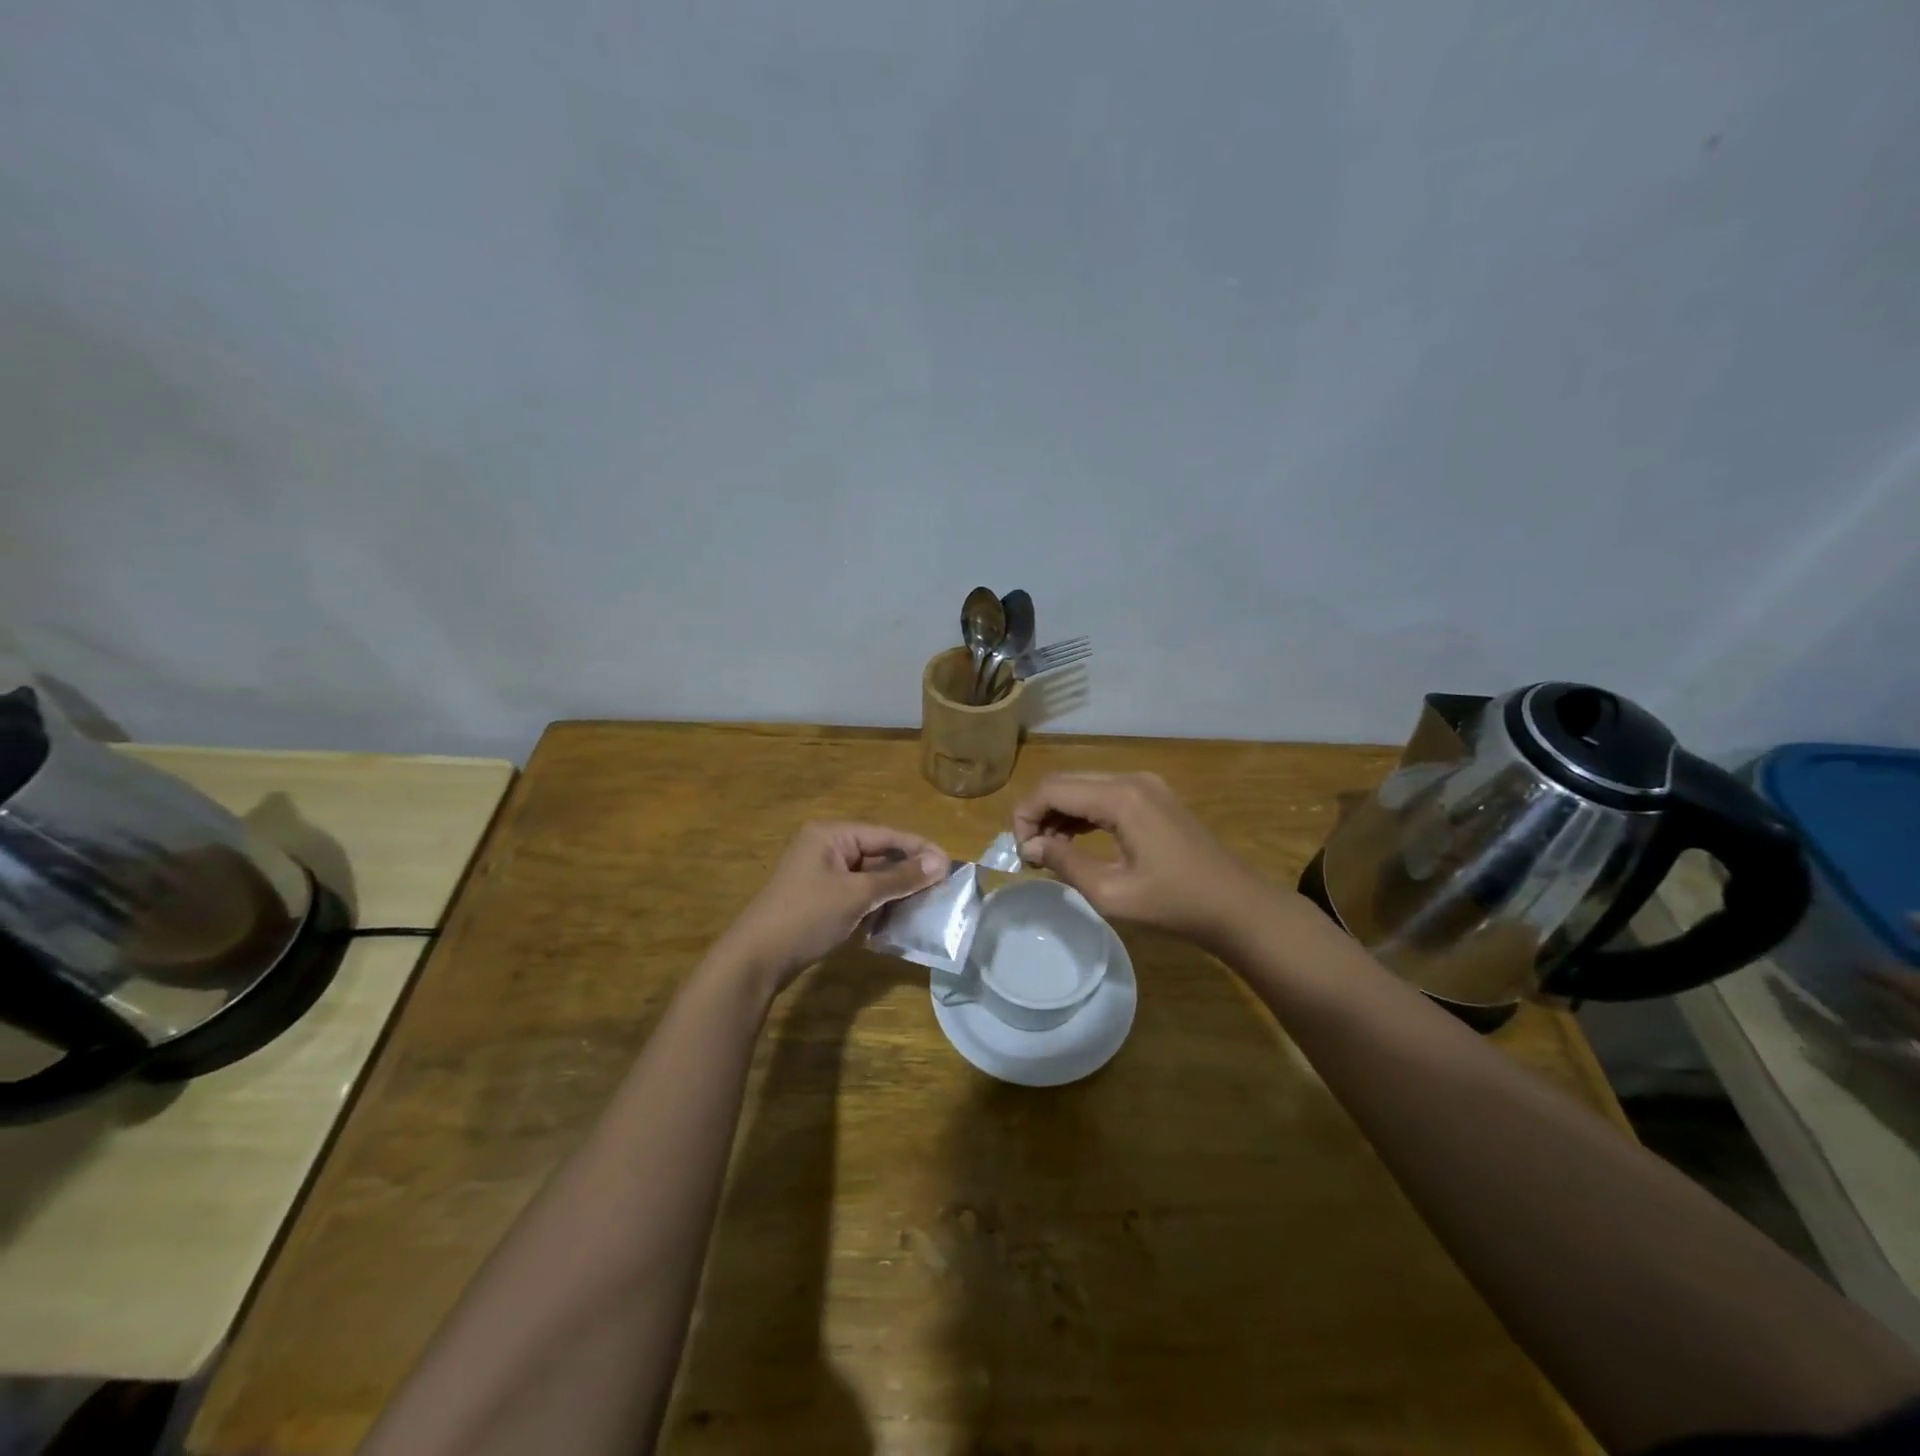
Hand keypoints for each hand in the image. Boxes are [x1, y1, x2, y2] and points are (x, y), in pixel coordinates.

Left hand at [719, 822, 949, 992]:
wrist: (756, 960)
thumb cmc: (806, 916)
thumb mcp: (857, 895)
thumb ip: (900, 878)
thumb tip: (942, 862)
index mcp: (831, 834)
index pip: (885, 835)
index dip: (919, 849)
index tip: (951, 864)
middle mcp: (826, 847)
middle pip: (878, 854)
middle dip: (908, 871)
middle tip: (943, 886)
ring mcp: (821, 875)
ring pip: (870, 877)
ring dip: (895, 890)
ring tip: (927, 903)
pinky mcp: (820, 899)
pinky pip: (857, 894)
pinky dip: (877, 904)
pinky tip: (898, 918)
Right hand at [1012, 772, 1269, 943]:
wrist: (1237, 907)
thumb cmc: (1175, 905)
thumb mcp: (1111, 893)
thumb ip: (1065, 863)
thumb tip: (1029, 846)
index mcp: (1120, 797)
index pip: (1052, 790)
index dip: (1025, 817)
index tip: (1021, 855)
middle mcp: (1131, 779)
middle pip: (1065, 782)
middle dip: (1039, 813)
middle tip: (1030, 854)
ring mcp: (1146, 785)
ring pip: (1083, 787)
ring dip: (1059, 814)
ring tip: (1047, 853)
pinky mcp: (1154, 797)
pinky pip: (1104, 795)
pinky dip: (1082, 814)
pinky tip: (1074, 842)